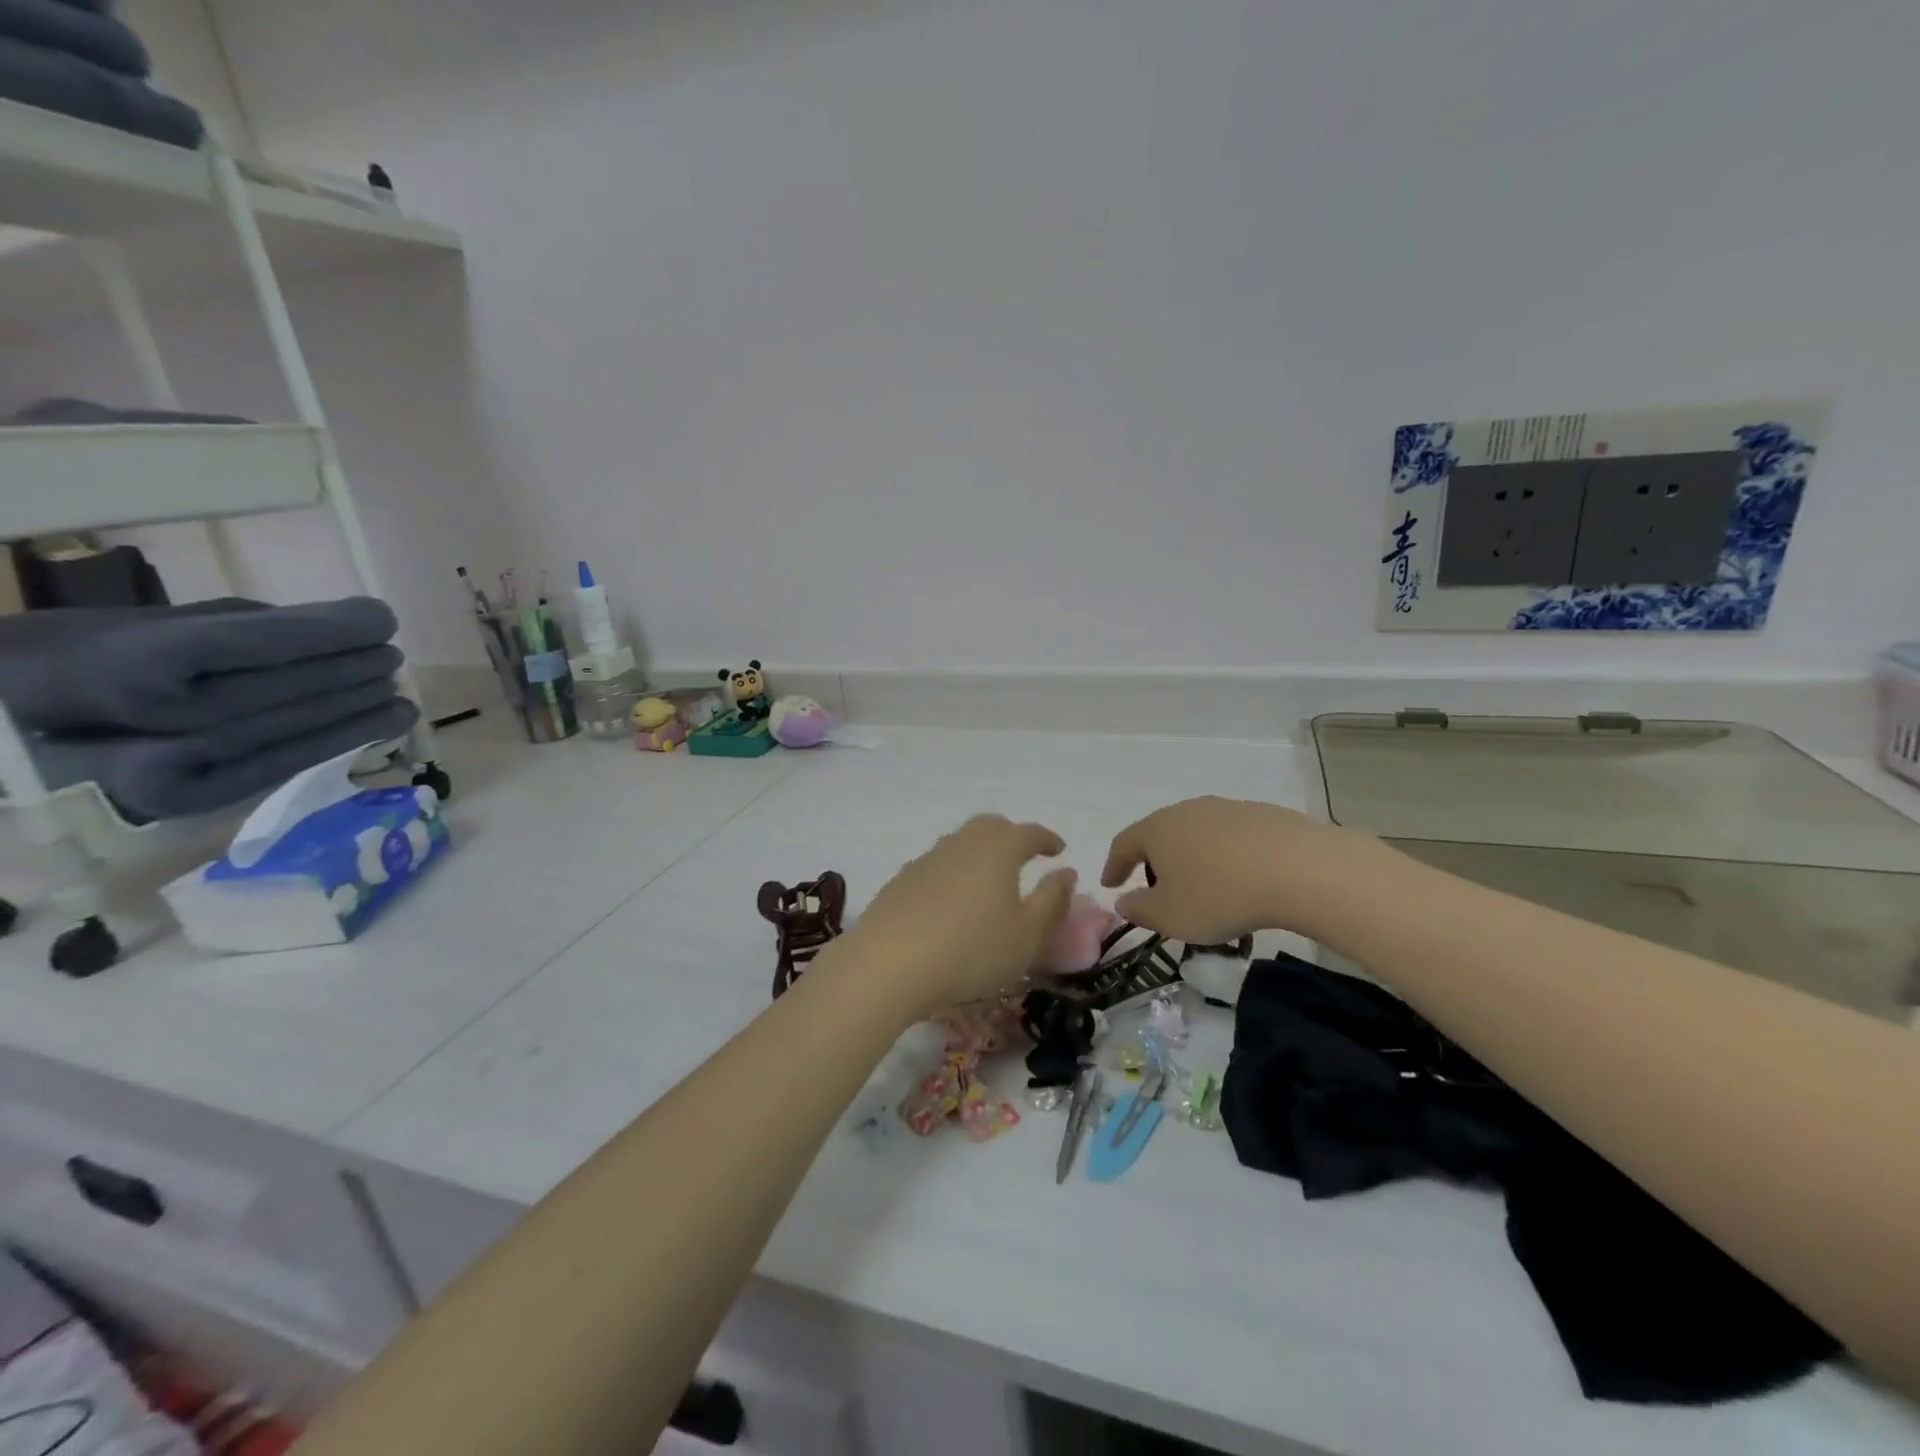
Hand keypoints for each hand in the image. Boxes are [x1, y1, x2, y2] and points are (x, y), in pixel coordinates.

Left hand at [829, 815, 1076, 1017]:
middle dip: (1012, 836)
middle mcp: (963, 843)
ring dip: (981, 852)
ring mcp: (928, 858)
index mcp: (999, 849)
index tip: (1059, 850)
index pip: (1030, 832)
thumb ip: (1052, 900)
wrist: (889, 963)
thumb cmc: (971, 950)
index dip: (1047, 839)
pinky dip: (954, 872)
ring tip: (990, 879)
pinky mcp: (902, 879)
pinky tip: (952, 900)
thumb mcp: (1027, 935)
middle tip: (1024, 857)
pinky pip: (938, 864)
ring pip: (961, 842)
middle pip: (991, 826)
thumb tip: (1066, 872)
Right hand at [1101, 796, 1390, 943]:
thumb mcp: (1170, 916)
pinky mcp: (1264, 815)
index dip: (1114, 865)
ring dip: (1194, 857)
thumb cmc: (1219, 895)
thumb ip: (1139, 910)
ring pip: (1198, 833)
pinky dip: (1227, 856)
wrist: (1299, 869)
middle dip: (1155, 860)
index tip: (1110, 884)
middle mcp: (1187, 810)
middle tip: (1158, 887)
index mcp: (1157, 830)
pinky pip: (1233, 837)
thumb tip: (1123, 900)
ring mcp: (1227, 809)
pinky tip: (1242, 878)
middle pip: (1161, 833)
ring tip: (1204, 885)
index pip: (1124, 843)